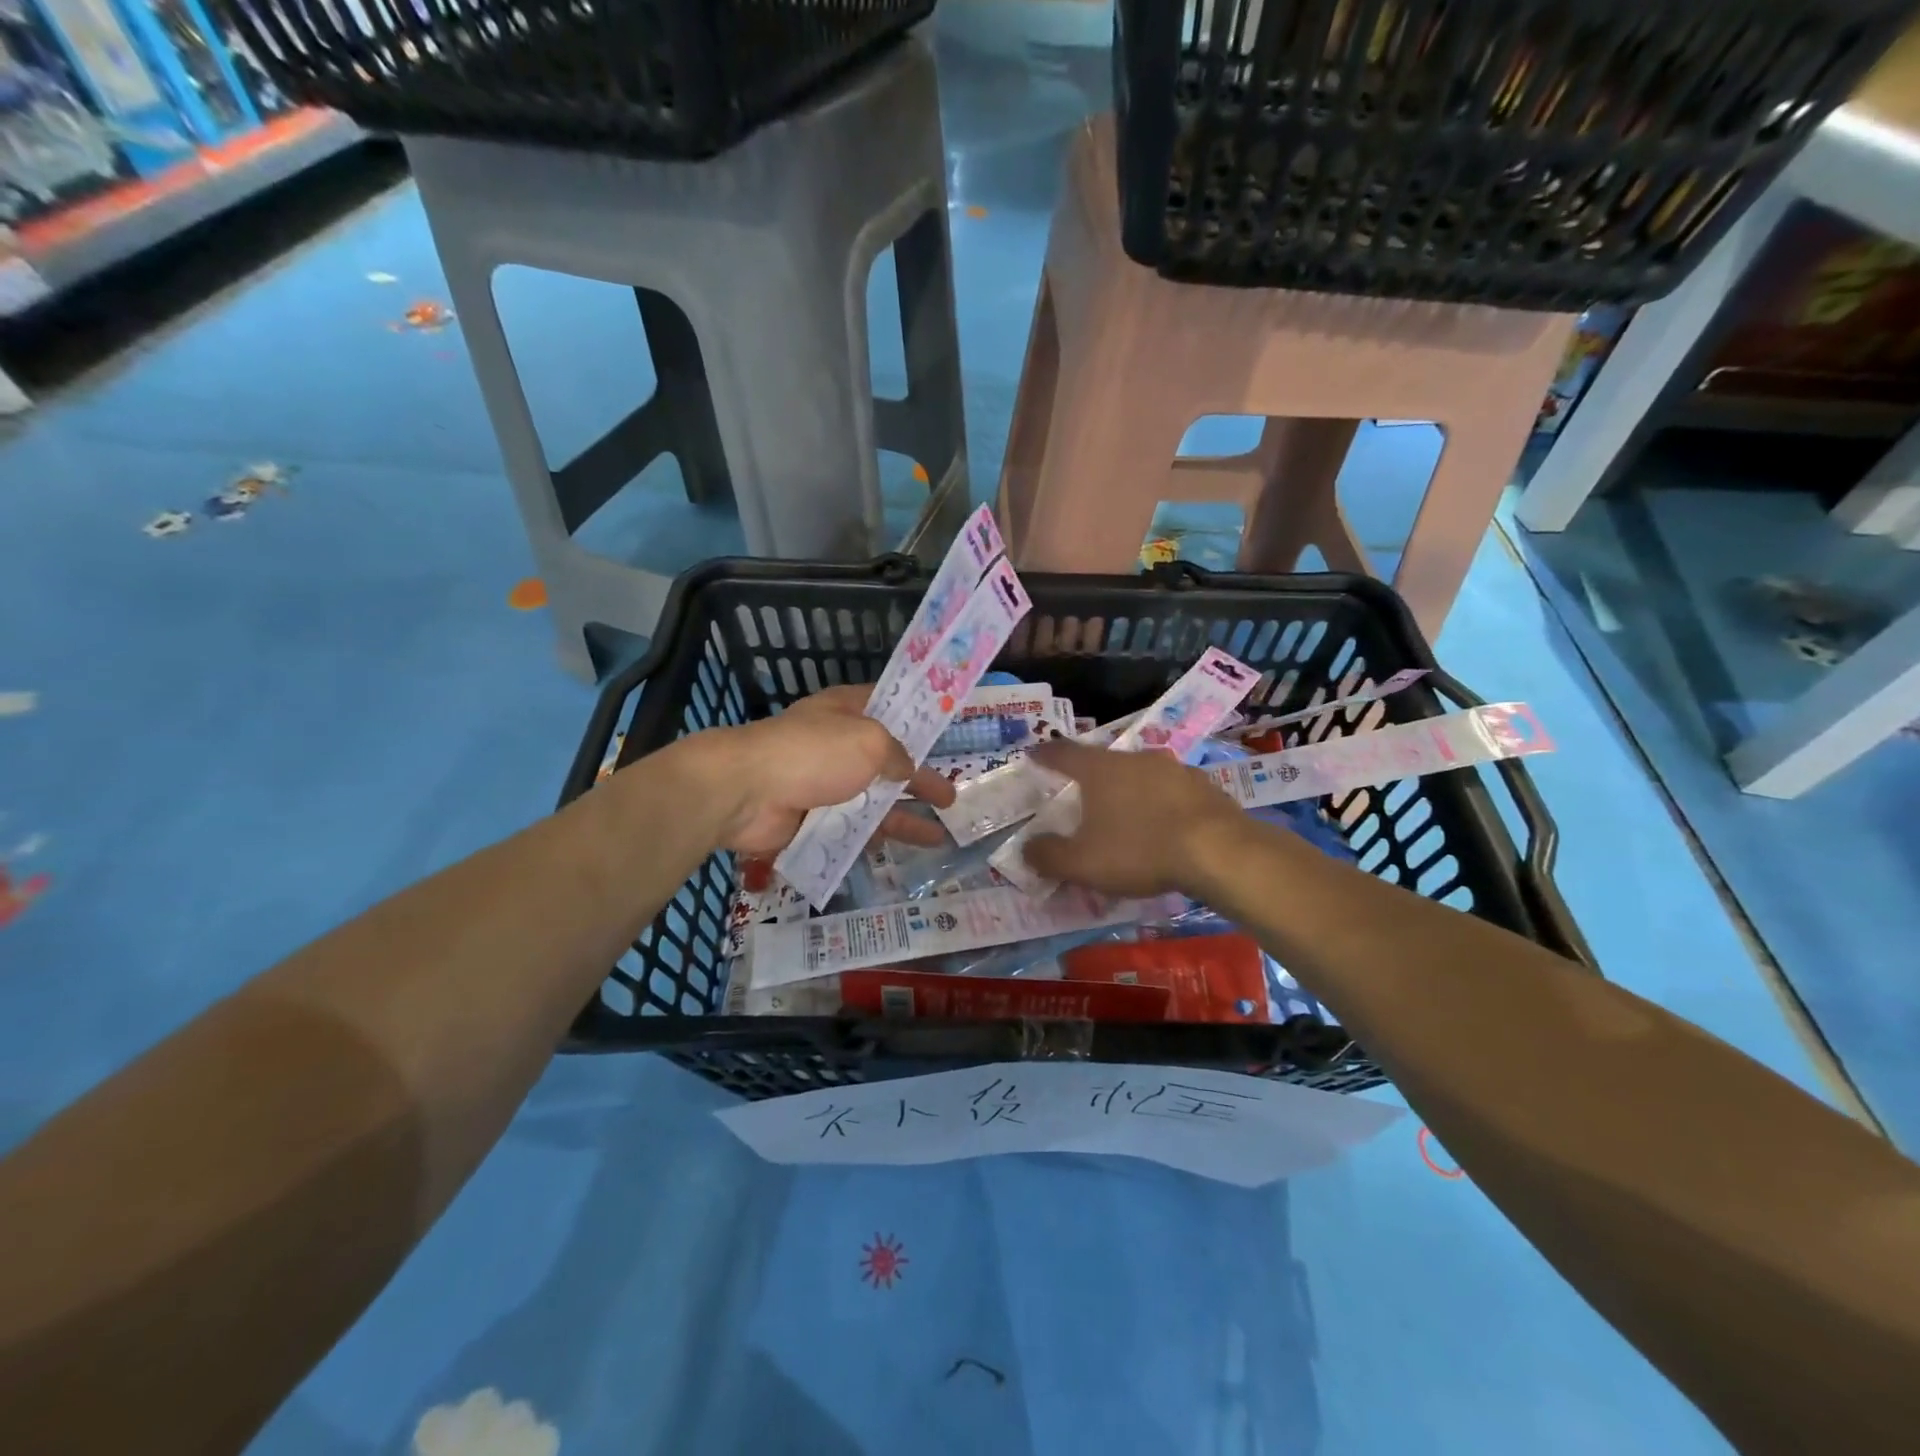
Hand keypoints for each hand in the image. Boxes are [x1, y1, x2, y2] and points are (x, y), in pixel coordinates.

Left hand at [684, 686, 956, 856]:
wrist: (747, 792)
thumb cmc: (813, 753)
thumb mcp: (869, 742)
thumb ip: (897, 755)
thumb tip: (906, 770)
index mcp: (848, 712)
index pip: (890, 708)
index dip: (918, 720)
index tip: (946, 733)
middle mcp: (839, 745)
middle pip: (889, 763)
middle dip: (920, 781)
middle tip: (951, 798)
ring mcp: (825, 784)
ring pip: (874, 802)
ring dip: (905, 818)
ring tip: (939, 838)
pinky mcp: (813, 819)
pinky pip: (853, 830)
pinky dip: (875, 838)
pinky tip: (898, 851)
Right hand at [1021, 740, 1242, 897]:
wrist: (1219, 852)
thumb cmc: (1139, 851)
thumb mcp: (1083, 863)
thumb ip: (1049, 855)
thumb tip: (1027, 848)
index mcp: (1099, 770)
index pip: (1063, 753)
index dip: (1045, 755)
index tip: (1033, 754)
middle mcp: (1135, 758)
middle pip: (1104, 762)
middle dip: (1090, 776)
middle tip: (1082, 794)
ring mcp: (1173, 768)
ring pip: (1140, 774)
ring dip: (1129, 789)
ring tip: (1125, 811)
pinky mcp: (1204, 785)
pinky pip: (1171, 790)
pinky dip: (1161, 803)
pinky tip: (1164, 824)